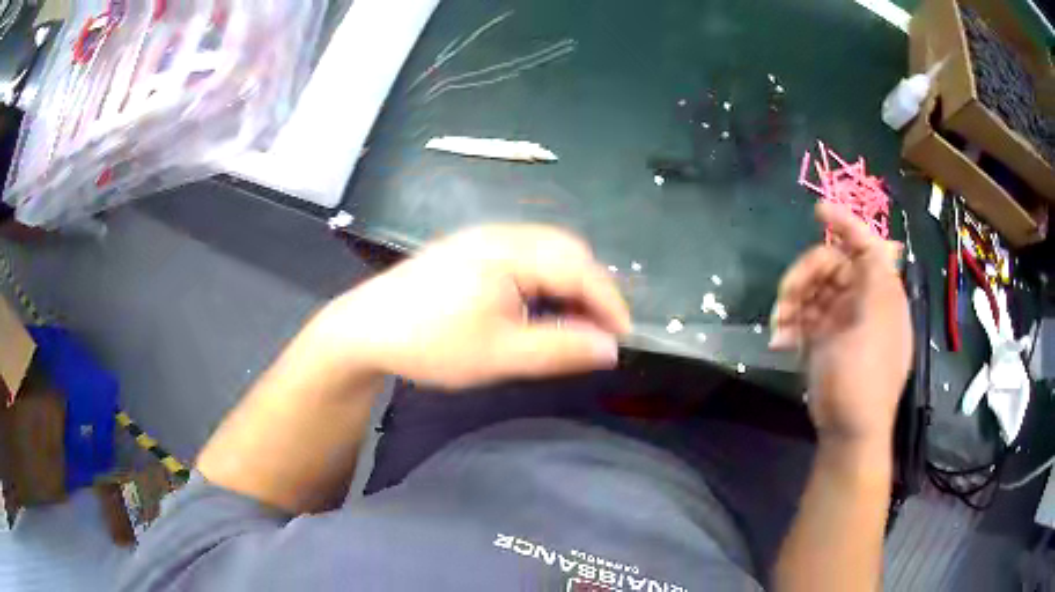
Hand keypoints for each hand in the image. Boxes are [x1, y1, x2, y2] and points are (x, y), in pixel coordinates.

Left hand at [314, 225, 631, 389]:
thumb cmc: (430, 344)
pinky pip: (524, 255)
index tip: (623, 337)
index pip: (578, 268)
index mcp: (509, 252)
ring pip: (546, 251)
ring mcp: (481, 238)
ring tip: (575, 321)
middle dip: (592, 288)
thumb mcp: (499, 355)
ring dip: (569, 282)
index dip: (608, 302)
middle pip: (566, 250)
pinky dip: (545, 279)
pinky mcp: (469, 249)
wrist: (365, 330)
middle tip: (600, 329)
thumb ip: (559, 350)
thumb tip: (609, 348)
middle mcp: (499, 234)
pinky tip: (538, 305)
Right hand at [770, 203, 911, 444]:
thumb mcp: (875, 322)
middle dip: (805, 274)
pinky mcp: (822, 340)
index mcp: (881, 292)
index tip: (817, 210)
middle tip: (785, 296)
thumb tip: (883, 243)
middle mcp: (862, 300)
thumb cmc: (865, 375)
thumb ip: (877, 277)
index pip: (866, 245)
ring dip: (791, 301)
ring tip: (779, 324)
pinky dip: (789, 324)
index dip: (845, 224)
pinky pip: (802, 317)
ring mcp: (840, 321)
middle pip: (830, 265)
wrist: (848, 429)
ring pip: (811, 290)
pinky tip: (781, 341)